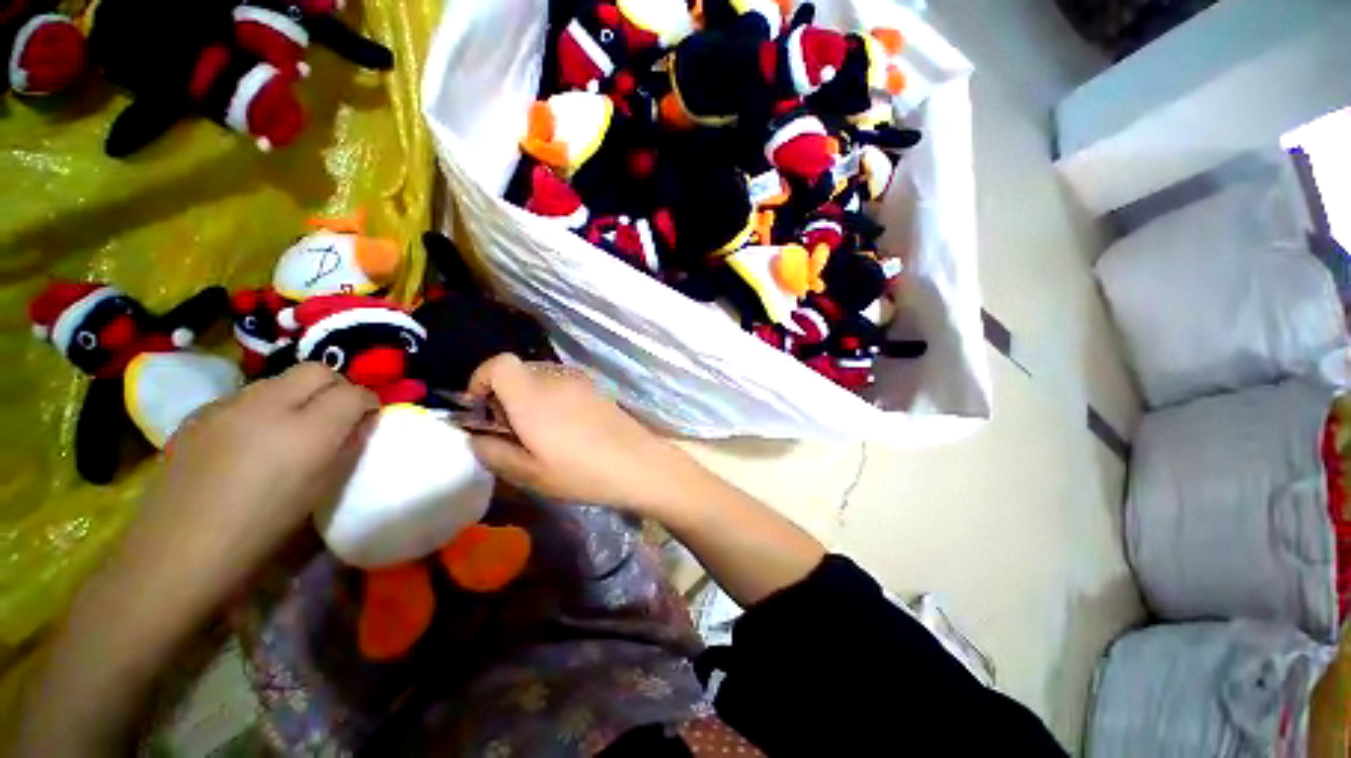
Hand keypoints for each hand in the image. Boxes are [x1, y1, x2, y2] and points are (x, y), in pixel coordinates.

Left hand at [124, 363, 377, 598]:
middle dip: (336, 386)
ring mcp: (227, 405)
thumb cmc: (261, 530)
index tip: (368, 418)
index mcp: (307, 432)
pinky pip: (246, 395)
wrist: (177, 551)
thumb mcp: (320, 490)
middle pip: (316, 370)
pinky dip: (263, 407)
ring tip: (291, 428)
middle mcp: (267, 406)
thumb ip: (347, 448)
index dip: (368, 402)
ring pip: (279, 379)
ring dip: (298, 394)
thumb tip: (360, 424)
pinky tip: (251, 439)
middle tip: (337, 414)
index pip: (353, 393)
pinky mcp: (199, 412)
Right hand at [465, 354, 695, 514]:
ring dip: (531, 395)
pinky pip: (564, 383)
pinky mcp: (597, 389)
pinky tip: (566, 427)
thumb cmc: (582, 472)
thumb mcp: (530, 474)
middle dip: (505, 393)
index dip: (481, 379)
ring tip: (540, 430)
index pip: (499, 363)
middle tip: (511, 427)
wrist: (640, 463)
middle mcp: (556, 379)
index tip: (481, 407)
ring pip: (543, 376)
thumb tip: (475, 437)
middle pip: (520, 370)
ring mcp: (581, 381)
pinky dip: (553, 397)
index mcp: (533, 396)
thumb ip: (493, 452)